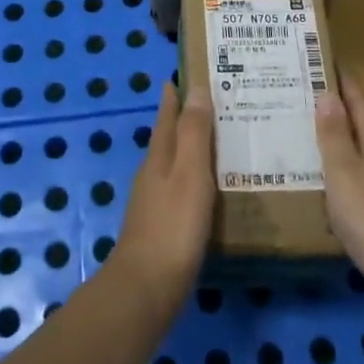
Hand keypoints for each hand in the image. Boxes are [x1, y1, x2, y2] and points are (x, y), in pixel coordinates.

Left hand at [114, 81, 214, 314]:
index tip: (180, 75)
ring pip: (173, 164)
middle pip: (168, 138)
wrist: (146, 288)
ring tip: (217, 142)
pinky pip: (180, 190)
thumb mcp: (190, 173)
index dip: (173, 97)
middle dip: (184, 120)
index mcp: (159, 157)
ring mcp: (153, 202)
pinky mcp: (161, 227)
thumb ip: (194, 133)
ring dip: (190, 150)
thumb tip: (195, 87)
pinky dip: (194, 180)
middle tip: (211, 104)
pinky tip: (208, 190)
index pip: (166, 117)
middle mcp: (152, 174)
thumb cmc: (173, 225)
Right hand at [314, 74, 363, 329]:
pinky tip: (317, 188)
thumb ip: (334, 135)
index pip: (361, 102)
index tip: (325, 60)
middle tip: (301, 97)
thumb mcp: (344, 170)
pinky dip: (336, 181)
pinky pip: (354, 190)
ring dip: (334, 147)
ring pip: (357, 160)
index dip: (345, 81)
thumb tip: (328, 96)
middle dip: (336, 111)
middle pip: (361, 128)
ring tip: (301, 138)